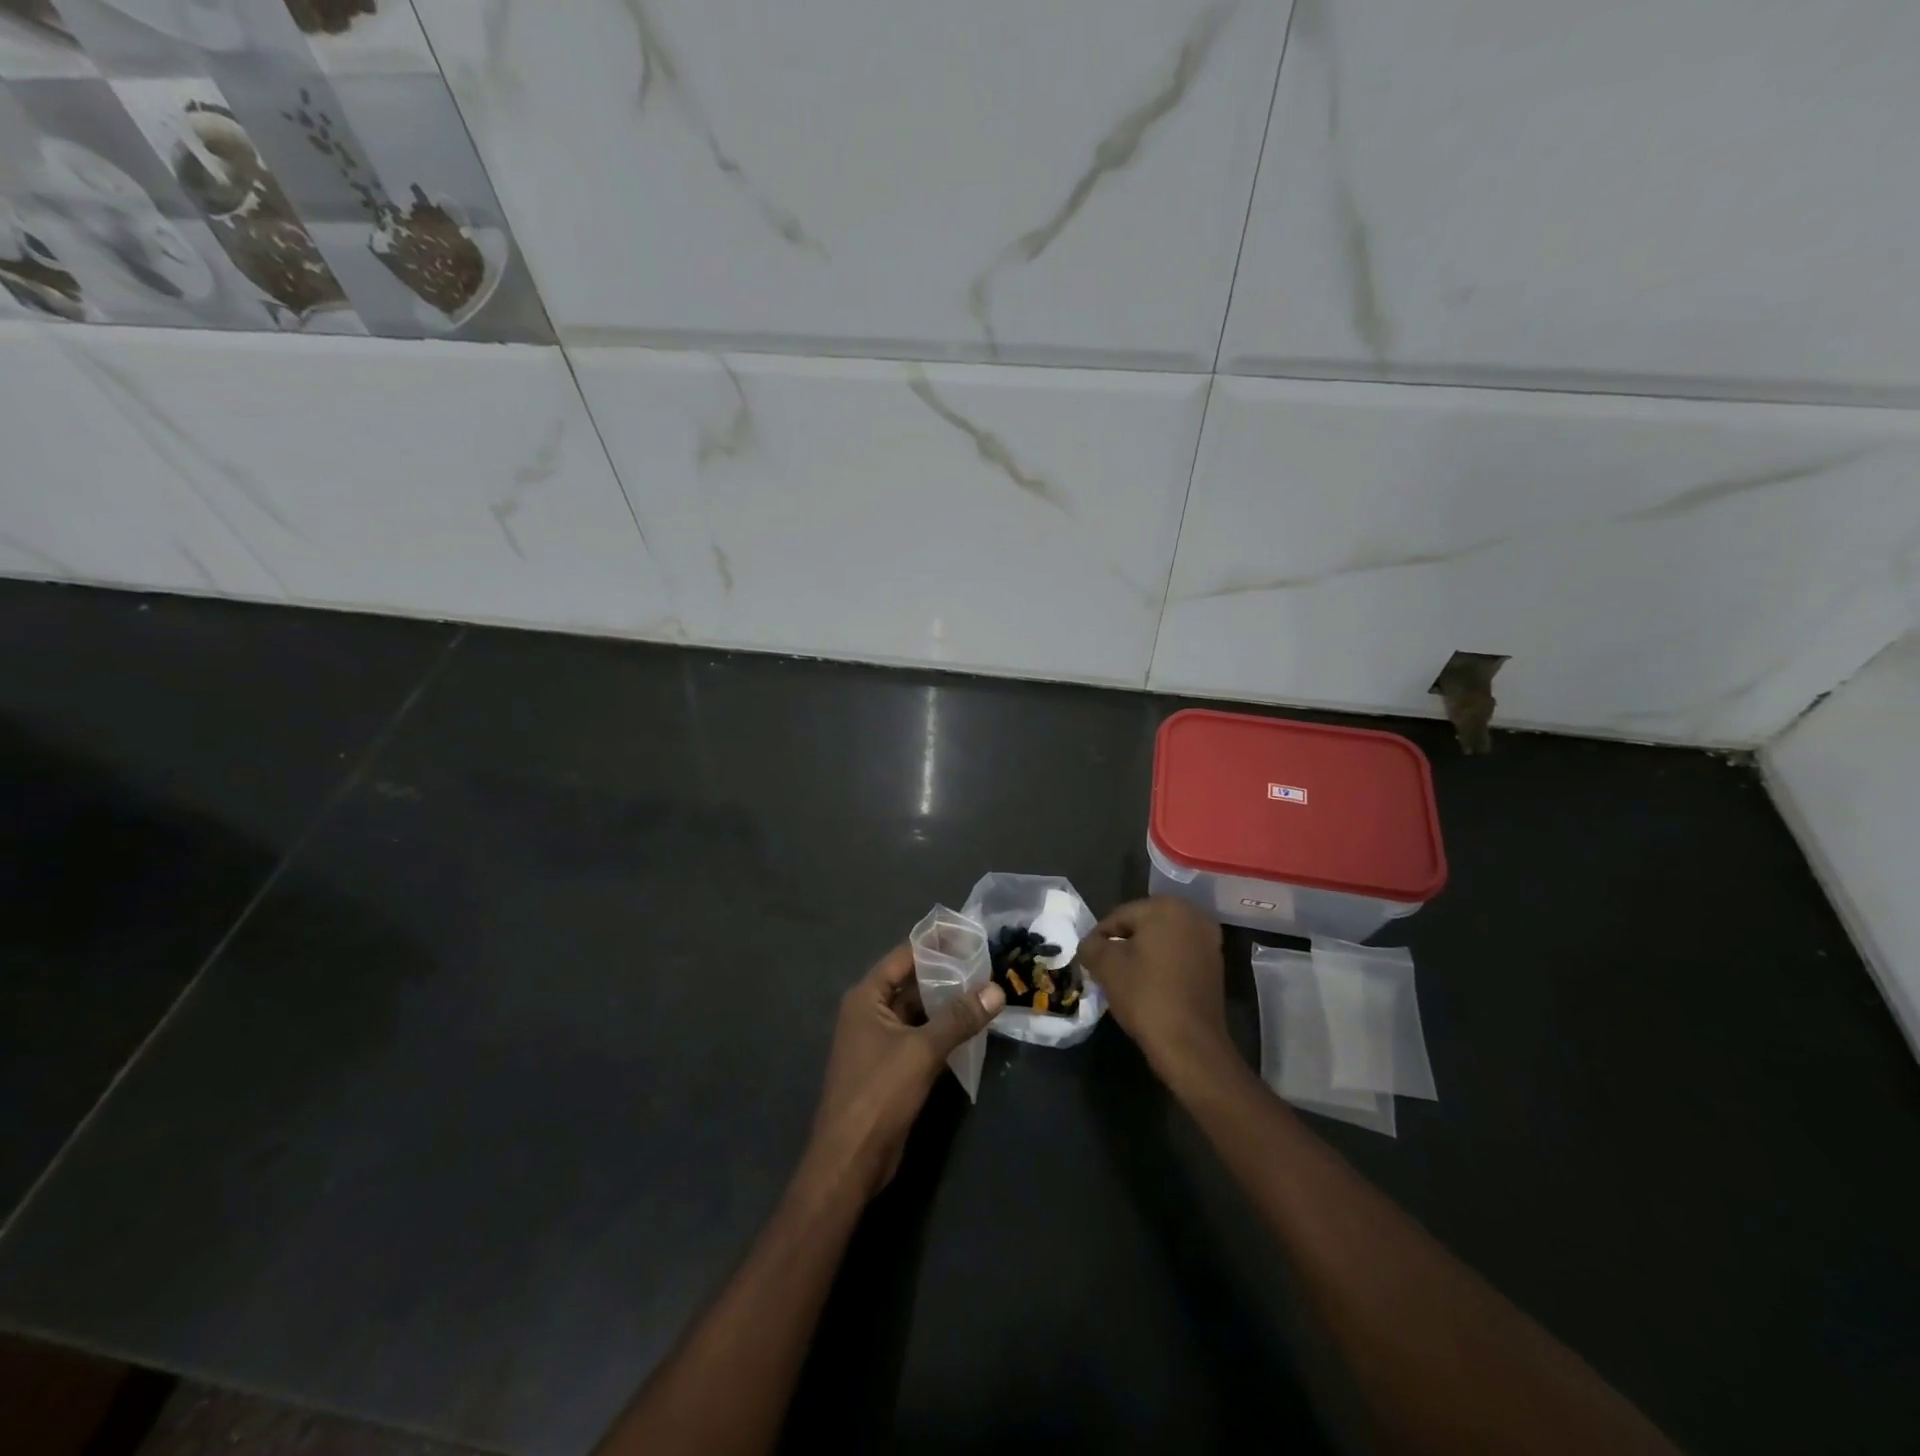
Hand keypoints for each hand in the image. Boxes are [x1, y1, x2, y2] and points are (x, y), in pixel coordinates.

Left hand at [806, 944, 1004, 1199]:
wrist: (851, 1160)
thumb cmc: (878, 1094)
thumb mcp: (922, 1050)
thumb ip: (959, 1018)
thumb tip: (997, 989)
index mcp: (866, 998)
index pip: (904, 956)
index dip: (935, 944)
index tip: (969, 932)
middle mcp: (870, 1012)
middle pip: (912, 982)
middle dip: (947, 973)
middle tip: (987, 961)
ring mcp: (880, 1040)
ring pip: (919, 1011)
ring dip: (947, 1003)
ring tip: (987, 989)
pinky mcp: (891, 1066)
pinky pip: (921, 1036)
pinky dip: (943, 1029)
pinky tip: (973, 1026)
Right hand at [1078, 897, 1229, 1089]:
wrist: (1190, 1044)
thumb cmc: (1145, 994)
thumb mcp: (1106, 966)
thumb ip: (1091, 946)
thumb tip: (1090, 945)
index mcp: (1167, 907)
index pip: (1120, 916)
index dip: (1099, 937)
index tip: (1088, 958)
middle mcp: (1194, 916)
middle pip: (1143, 925)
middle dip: (1122, 944)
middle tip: (1104, 967)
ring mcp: (1209, 942)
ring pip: (1162, 941)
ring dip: (1142, 955)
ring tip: (1123, 978)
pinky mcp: (1215, 966)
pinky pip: (1178, 957)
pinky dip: (1161, 966)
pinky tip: (1148, 986)